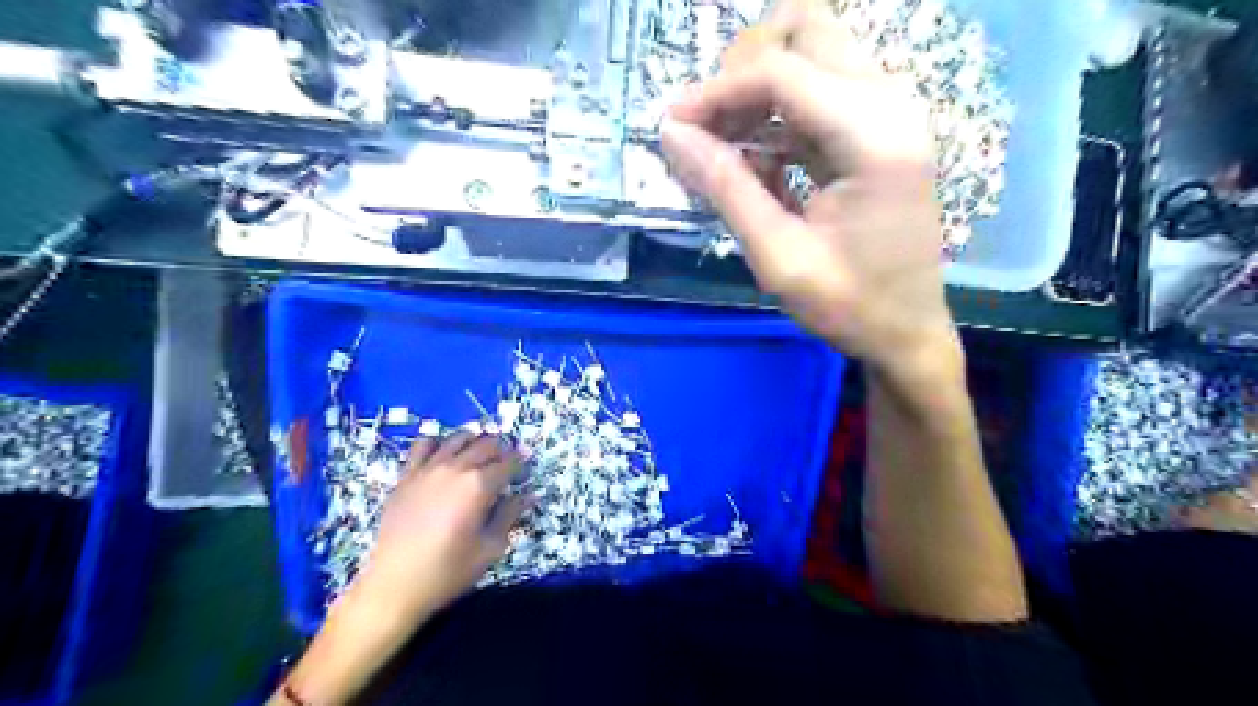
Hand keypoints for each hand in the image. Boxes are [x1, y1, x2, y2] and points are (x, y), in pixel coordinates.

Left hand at [356, 433, 525, 618]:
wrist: (395, 585)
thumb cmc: (448, 570)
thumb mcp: (490, 548)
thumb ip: (510, 515)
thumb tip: (528, 495)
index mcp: (479, 486)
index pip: (509, 463)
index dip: (521, 465)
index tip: (525, 473)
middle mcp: (456, 468)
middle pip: (487, 444)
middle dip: (502, 451)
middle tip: (506, 466)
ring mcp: (428, 468)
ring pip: (458, 438)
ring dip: (475, 442)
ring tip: (478, 456)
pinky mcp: (407, 475)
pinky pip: (423, 444)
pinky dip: (438, 442)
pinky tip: (443, 455)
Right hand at [659, 0, 953, 372]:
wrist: (907, 332)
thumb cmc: (848, 306)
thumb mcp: (779, 257)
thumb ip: (727, 189)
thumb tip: (673, 134)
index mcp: (875, 137)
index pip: (783, 73)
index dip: (718, 92)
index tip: (673, 125)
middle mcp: (891, 104)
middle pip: (807, 30)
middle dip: (744, 70)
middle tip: (709, 126)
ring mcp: (891, 112)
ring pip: (812, 53)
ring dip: (759, 90)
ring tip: (724, 147)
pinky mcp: (881, 129)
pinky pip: (819, 92)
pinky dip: (778, 115)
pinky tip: (757, 161)